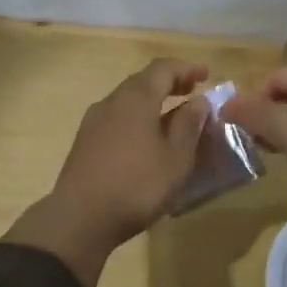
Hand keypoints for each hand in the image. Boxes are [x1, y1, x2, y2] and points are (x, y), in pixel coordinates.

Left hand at [6, 59, 209, 286]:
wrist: (80, 218)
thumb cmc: (137, 185)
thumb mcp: (176, 158)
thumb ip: (189, 125)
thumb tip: (198, 102)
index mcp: (136, 98)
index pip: (163, 69)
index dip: (186, 68)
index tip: (206, 75)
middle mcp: (111, 102)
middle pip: (142, 82)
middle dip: (169, 84)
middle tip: (191, 94)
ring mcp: (93, 122)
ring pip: (127, 102)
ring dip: (151, 103)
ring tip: (172, 119)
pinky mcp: (84, 142)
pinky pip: (116, 119)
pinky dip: (136, 119)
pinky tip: (146, 141)